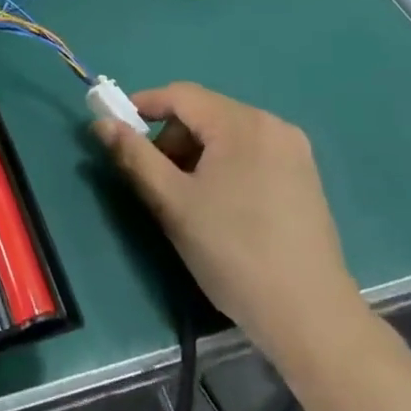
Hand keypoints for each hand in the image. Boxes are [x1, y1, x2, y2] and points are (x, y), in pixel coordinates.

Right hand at [93, 84, 367, 367]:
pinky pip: (250, 153)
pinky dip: (224, 165)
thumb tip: (101, 122)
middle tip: (155, 180)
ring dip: (196, 154)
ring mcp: (294, 151)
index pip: (181, 95)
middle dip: (172, 138)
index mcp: (242, 124)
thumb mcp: (172, 203)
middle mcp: (272, 125)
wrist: (309, 316)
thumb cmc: (233, 252)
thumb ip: (134, 156)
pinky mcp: (304, 177)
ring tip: (187, 199)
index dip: (144, 105)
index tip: (116, 129)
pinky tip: (221, 206)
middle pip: (205, 113)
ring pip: (227, 134)